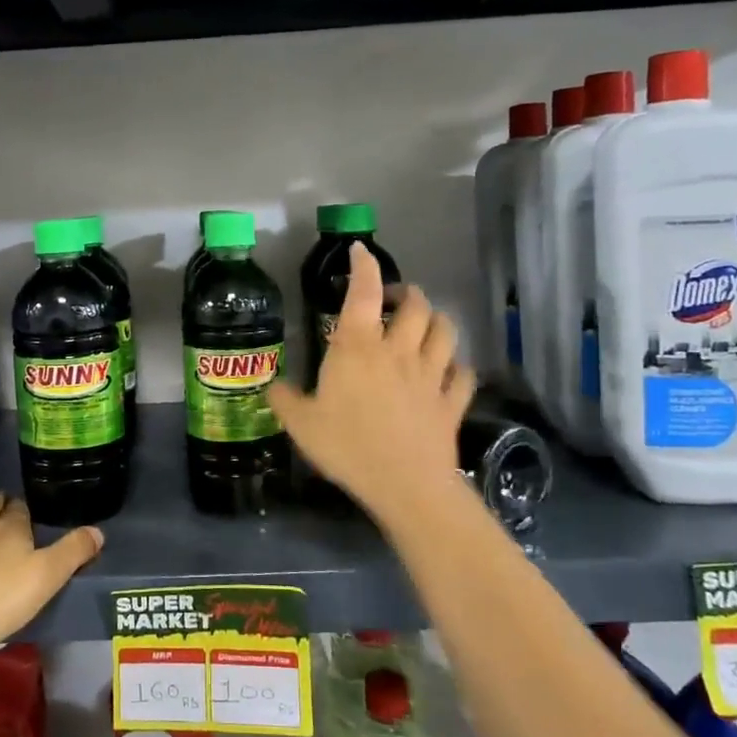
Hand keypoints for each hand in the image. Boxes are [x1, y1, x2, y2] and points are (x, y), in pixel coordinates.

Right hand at [268, 244, 473, 531]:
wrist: (405, 485)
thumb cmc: (348, 447)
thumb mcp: (301, 424)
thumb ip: (285, 400)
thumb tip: (273, 388)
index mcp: (358, 347)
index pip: (363, 292)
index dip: (364, 266)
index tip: (361, 251)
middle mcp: (398, 351)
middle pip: (416, 306)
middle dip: (407, 293)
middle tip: (394, 299)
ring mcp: (430, 375)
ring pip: (445, 332)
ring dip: (436, 321)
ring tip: (424, 324)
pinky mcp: (452, 402)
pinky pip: (463, 375)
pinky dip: (457, 367)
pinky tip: (449, 371)